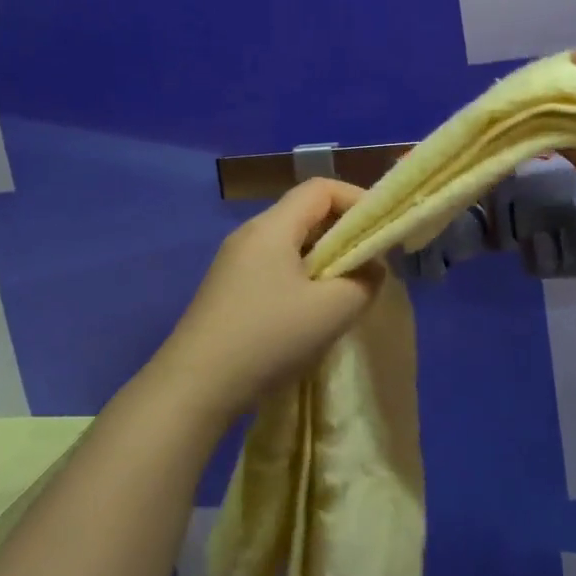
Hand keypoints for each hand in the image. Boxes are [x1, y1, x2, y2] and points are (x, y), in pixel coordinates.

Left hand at [151, 178, 383, 423]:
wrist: (194, 387)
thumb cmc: (268, 338)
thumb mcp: (331, 311)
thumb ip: (365, 282)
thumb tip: (371, 268)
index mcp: (272, 227)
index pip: (320, 188)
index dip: (357, 199)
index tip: (381, 228)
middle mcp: (250, 234)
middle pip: (304, 213)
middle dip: (342, 232)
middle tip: (368, 264)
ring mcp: (233, 262)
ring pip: (289, 243)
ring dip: (323, 259)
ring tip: (343, 292)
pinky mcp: (226, 289)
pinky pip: (273, 267)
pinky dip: (301, 277)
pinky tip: (308, 313)